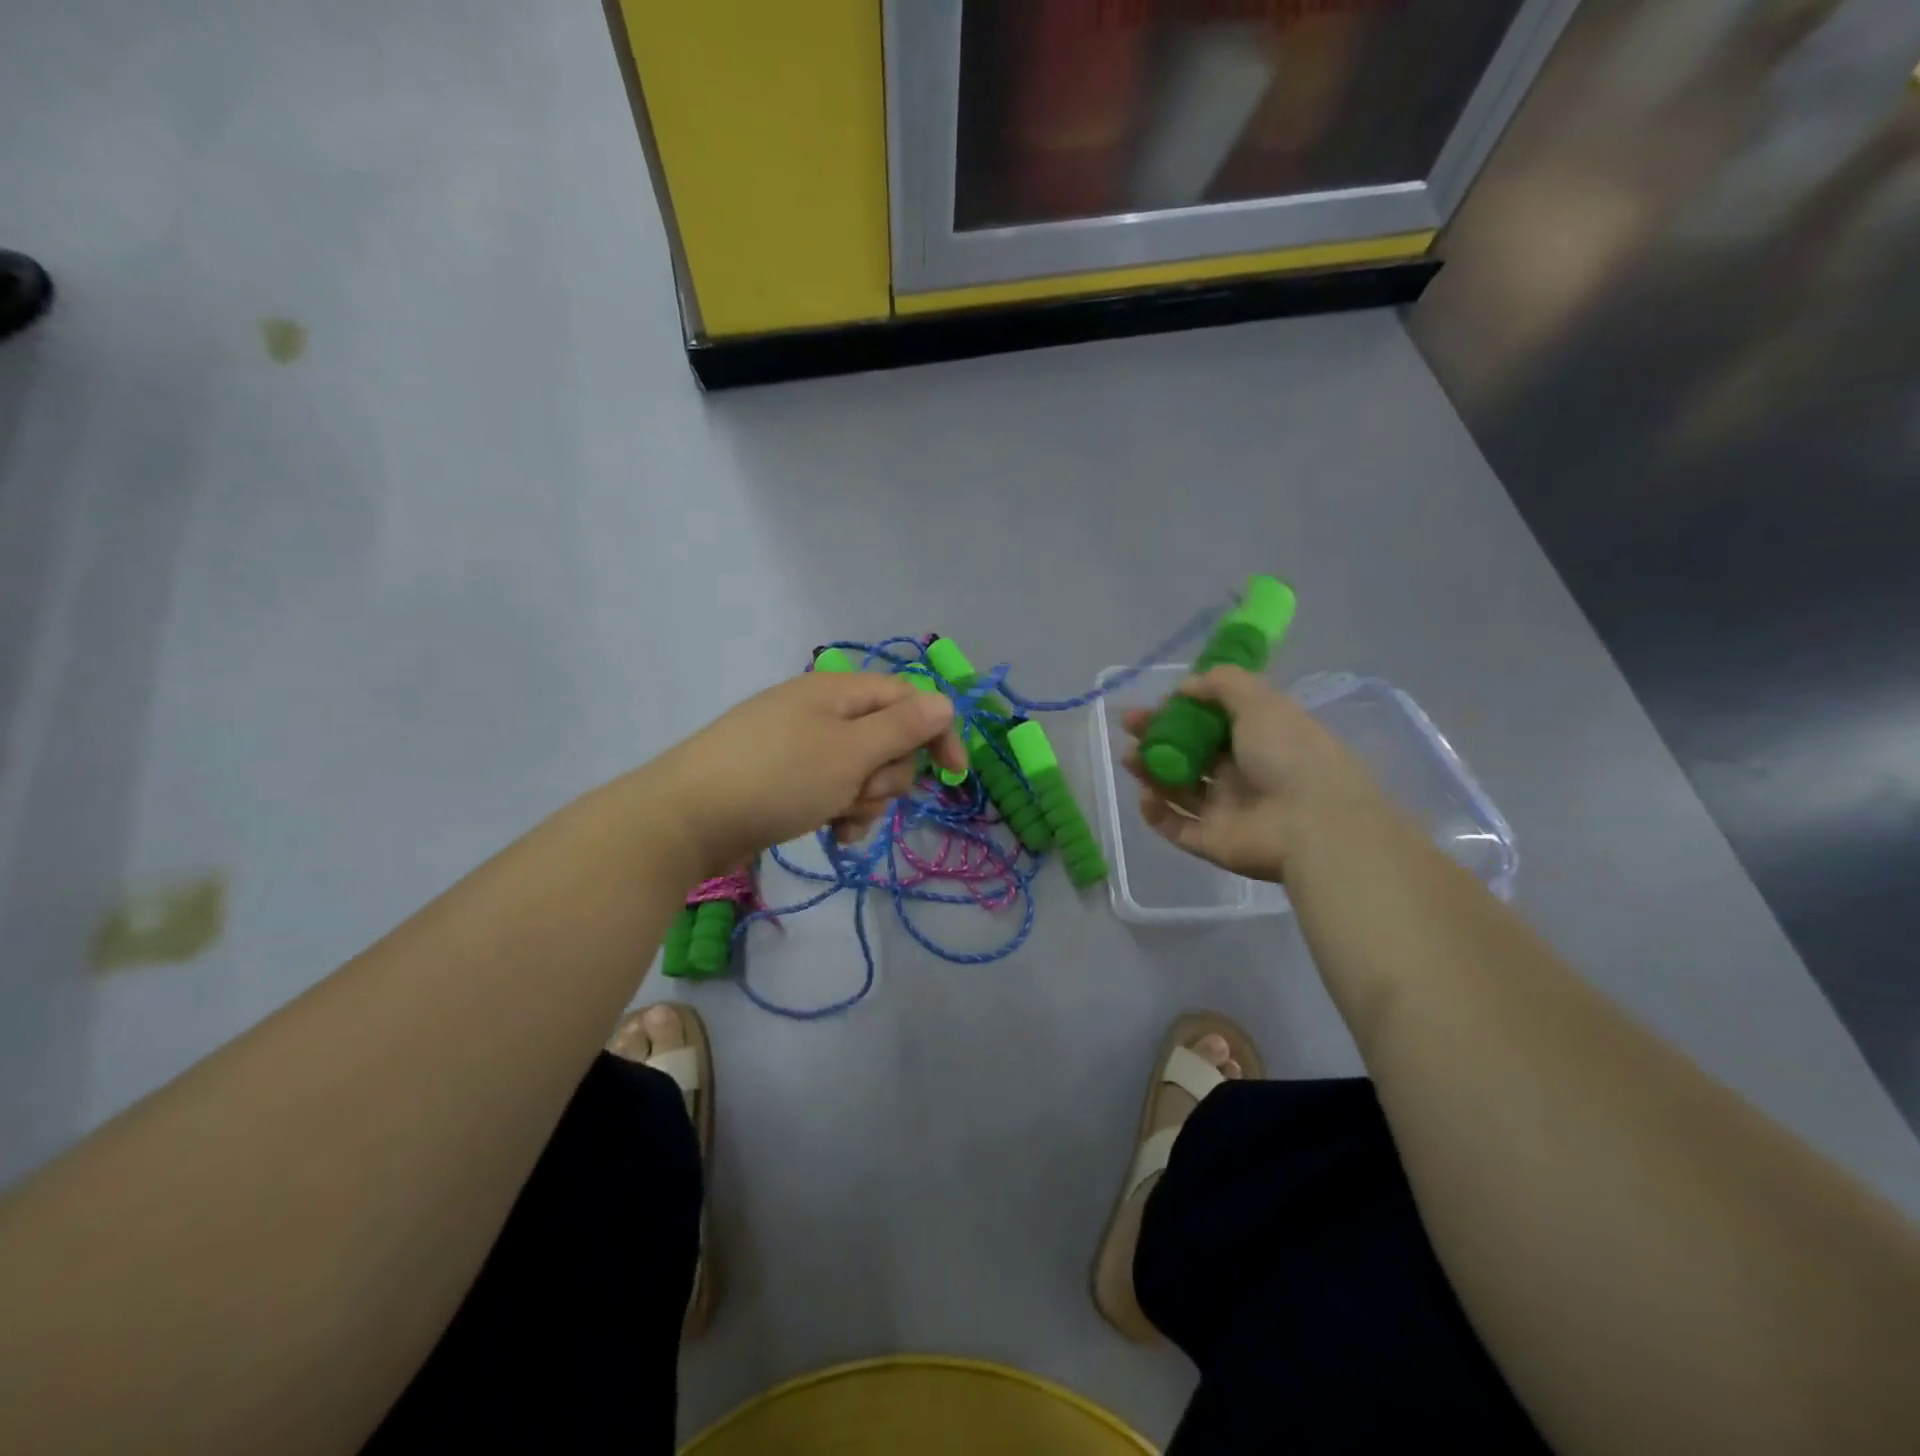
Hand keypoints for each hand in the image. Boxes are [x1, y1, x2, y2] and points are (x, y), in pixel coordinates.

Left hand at [651, 670, 967, 877]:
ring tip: (839, 818)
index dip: (936, 732)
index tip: (954, 776)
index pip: (907, 698)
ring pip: (863, 770)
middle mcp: (821, 712)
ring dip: (865, 798)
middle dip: (887, 773)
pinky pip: (834, 790)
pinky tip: (832, 833)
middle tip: (861, 792)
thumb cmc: (778, 778)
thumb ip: (902, 727)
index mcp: (836, 691)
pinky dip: (842, 810)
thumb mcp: (849, 752)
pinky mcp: (787, 779)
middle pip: (887, 737)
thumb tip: (944, 702)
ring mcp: (801, 746)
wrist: (687, 818)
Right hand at [1123, 666, 1387, 882]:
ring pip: (1178, 789)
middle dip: (1157, 738)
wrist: (1312, 824)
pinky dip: (1157, 813)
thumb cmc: (1288, 754)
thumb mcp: (1260, 702)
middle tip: (1129, 726)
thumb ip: (1222, 684)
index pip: (1212, 722)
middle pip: (1190, 754)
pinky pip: (1176, 827)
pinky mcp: (1211, 842)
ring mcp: (1226, 810)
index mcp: (1258, 740)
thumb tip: (1185, 686)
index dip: (1182, 711)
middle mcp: (1242, 774)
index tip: (1156, 703)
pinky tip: (1146, 796)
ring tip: (1129, 757)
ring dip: (1151, 771)